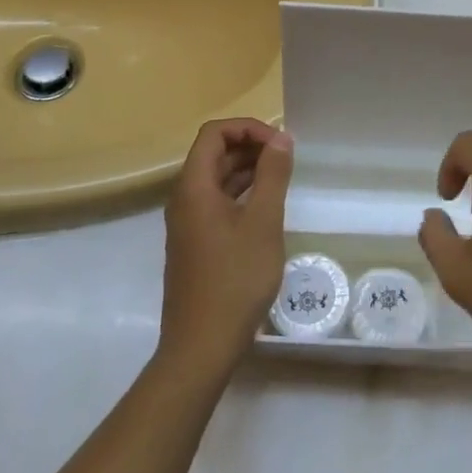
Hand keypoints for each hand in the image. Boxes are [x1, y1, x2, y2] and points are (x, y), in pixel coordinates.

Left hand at [158, 118, 293, 374]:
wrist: (202, 345)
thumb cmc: (235, 279)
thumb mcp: (263, 223)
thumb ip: (272, 176)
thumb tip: (281, 138)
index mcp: (194, 187)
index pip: (214, 134)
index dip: (248, 128)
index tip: (281, 143)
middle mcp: (184, 199)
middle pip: (213, 154)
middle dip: (250, 146)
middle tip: (287, 157)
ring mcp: (187, 223)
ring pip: (216, 179)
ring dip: (247, 169)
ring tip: (282, 175)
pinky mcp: (195, 244)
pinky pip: (216, 203)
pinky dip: (241, 193)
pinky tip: (266, 206)